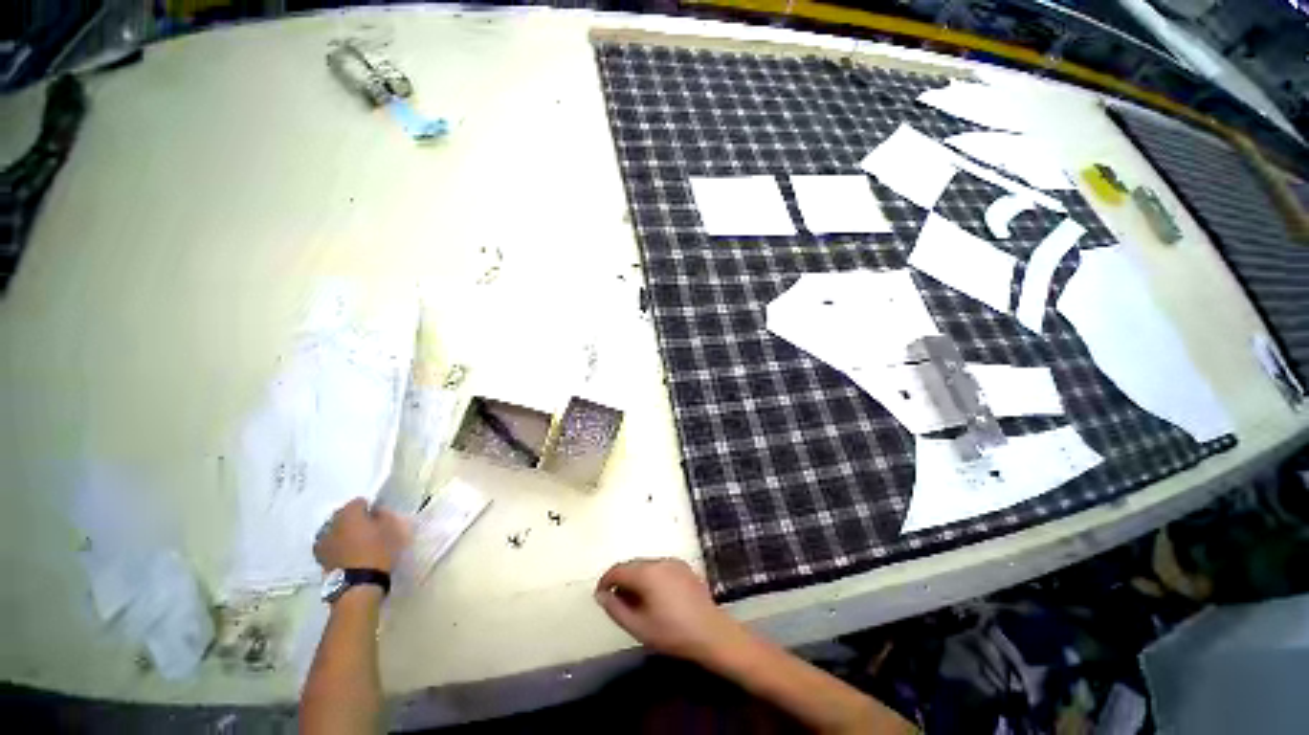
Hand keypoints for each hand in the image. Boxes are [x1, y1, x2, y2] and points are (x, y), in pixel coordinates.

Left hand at [313, 498, 409, 572]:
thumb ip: (383, 515)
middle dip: (353, 518)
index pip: (359, 501)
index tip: (377, 517)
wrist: (358, 584)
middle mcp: (331, 523)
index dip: (369, 508)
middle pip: (343, 514)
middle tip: (367, 528)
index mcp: (349, 513)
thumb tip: (376, 511)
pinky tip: (345, 552)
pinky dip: (336, 545)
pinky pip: (328, 543)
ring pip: (333, 529)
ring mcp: (322, 541)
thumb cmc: (378, 551)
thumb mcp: (391, 529)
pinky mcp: (319, 557)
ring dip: (342, 531)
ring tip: (355, 541)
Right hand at [594, 558, 741, 662]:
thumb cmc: (672, 633)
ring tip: (635, 601)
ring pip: (647, 566)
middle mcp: (659, 561)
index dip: (605, 581)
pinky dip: (651, 577)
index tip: (599, 595)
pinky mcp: (684, 567)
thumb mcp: (639, 627)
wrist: (711, 632)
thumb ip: (616, 609)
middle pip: (633, 565)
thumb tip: (601, 595)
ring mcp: (674, 562)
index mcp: (647, 573)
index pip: (618, 570)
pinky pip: (660, 568)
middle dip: (621, 580)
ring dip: (637, 578)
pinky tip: (655, 597)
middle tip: (616, 601)